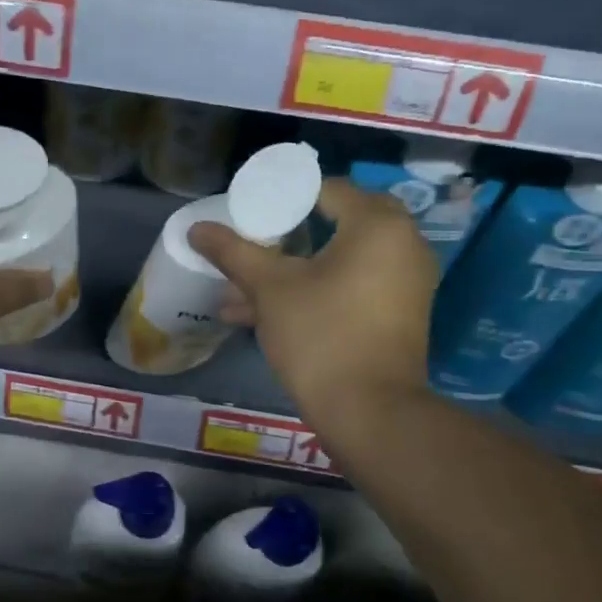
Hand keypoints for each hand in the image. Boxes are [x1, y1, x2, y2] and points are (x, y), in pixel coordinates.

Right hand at [188, 179, 437, 424]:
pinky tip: (263, 315)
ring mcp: (405, 283)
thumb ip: (234, 252)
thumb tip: (197, 228)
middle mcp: (403, 244)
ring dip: (292, 273)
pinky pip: (351, 289)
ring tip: (239, 292)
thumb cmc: (321, 335)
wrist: (370, 412)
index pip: (327, 189)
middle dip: (286, 237)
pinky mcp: (397, 315)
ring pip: (339, 263)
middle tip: (253, 244)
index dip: (283, 198)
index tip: (250, 215)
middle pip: (335, 225)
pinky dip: (315, 293)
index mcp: (378, 224)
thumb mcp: (270, 290)